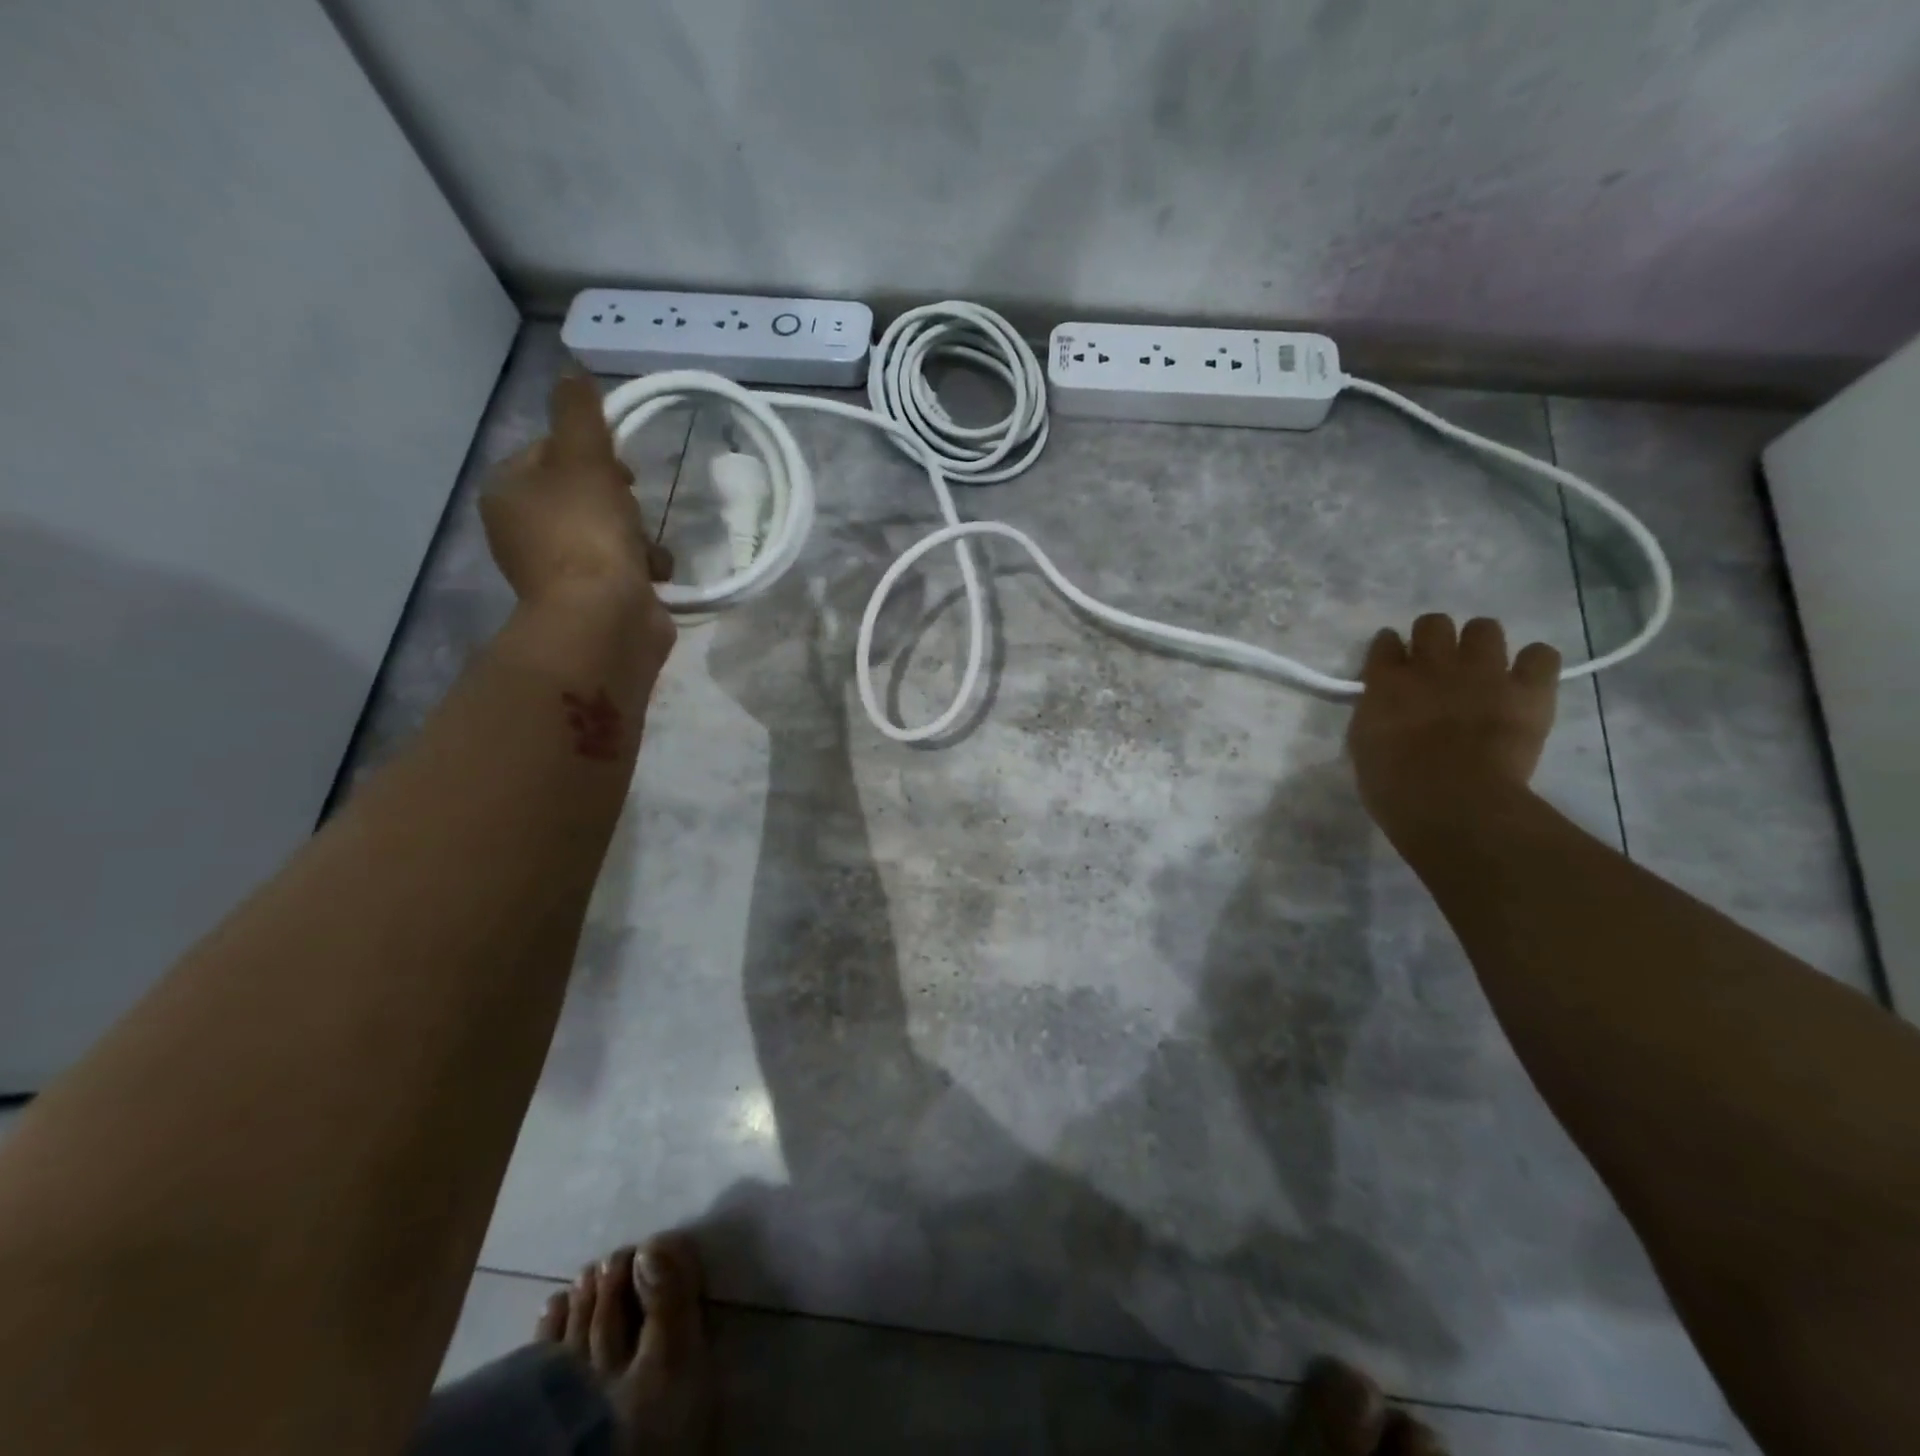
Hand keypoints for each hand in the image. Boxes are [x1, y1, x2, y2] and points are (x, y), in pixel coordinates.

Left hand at [480, 371, 675, 643]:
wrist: (604, 619)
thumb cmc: (587, 533)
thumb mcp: (583, 458)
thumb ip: (579, 413)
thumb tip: (572, 372)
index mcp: (508, 492)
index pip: (549, 452)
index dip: (590, 452)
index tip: (618, 464)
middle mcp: (524, 530)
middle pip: (584, 493)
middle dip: (619, 499)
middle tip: (632, 505)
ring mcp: (558, 569)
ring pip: (609, 531)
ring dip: (639, 535)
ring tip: (647, 549)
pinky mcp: (592, 598)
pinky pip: (624, 568)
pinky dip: (643, 568)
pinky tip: (654, 575)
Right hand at [1347, 614, 1560, 841]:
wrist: (1453, 803)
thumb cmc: (1394, 786)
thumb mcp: (1363, 745)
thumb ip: (1375, 713)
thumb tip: (1385, 705)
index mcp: (1386, 681)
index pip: (1385, 642)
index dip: (1390, 650)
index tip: (1394, 664)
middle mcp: (1432, 665)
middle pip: (1433, 623)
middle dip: (1434, 638)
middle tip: (1437, 666)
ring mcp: (1483, 673)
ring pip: (1484, 628)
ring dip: (1480, 644)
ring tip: (1482, 670)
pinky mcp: (1528, 690)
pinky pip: (1541, 655)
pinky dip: (1534, 664)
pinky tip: (1526, 681)